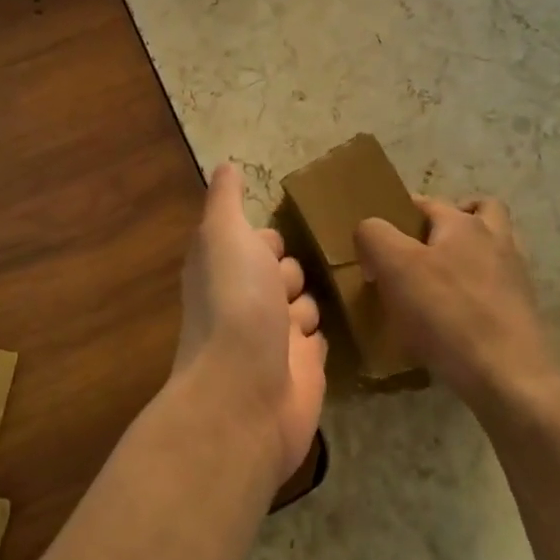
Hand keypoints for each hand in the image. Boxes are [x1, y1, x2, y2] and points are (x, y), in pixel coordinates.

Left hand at [173, 164, 326, 482]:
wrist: (247, 394)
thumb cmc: (235, 302)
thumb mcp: (224, 235)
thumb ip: (226, 200)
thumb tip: (225, 165)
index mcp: (224, 270)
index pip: (257, 242)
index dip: (269, 240)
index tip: (276, 242)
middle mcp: (247, 302)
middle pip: (285, 270)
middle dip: (293, 272)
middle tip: (292, 284)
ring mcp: (275, 338)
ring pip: (306, 303)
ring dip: (310, 303)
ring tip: (310, 313)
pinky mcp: (303, 369)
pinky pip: (320, 339)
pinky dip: (324, 334)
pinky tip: (334, 331)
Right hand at [353, 196, 559, 414]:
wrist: (510, 378)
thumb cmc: (448, 314)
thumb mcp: (395, 267)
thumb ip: (374, 236)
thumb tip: (369, 232)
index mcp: (463, 224)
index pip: (427, 202)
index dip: (398, 214)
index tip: (378, 242)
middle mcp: (496, 240)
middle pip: (480, 211)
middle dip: (454, 219)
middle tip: (422, 247)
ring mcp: (515, 277)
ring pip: (494, 247)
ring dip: (471, 253)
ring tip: (440, 279)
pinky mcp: (523, 312)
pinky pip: (497, 286)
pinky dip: (479, 290)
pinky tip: (457, 315)